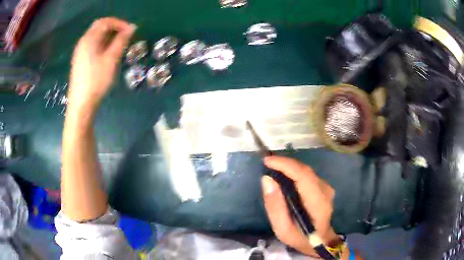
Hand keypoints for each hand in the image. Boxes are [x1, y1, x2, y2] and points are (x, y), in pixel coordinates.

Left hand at [68, 17, 135, 110]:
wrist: (81, 104)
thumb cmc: (96, 81)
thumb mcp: (111, 59)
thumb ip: (121, 41)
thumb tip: (132, 28)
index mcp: (89, 39)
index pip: (106, 21)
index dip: (120, 23)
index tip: (131, 31)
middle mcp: (83, 42)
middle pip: (100, 27)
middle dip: (115, 28)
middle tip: (126, 37)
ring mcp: (80, 52)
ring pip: (97, 37)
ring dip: (109, 37)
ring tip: (119, 46)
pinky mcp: (80, 61)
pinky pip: (93, 45)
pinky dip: (103, 44)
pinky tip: (108, 54)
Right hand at [261, 156, 338, 256]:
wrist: (320, 240)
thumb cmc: (300, 237)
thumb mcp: (282, 229)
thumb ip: (275, 206)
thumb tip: (267, 180)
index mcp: (317, 203)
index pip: (303, 176)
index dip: (285, 165)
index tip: (267, 161)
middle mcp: (325, 190)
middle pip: (305, 170)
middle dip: (285, 163)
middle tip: (267, 163)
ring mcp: (326, 187)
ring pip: (306, 170)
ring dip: (289, 166)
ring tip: (273, 168)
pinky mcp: (324, 186)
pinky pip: (307, 174)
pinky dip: (294, 171)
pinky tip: (284, 175)